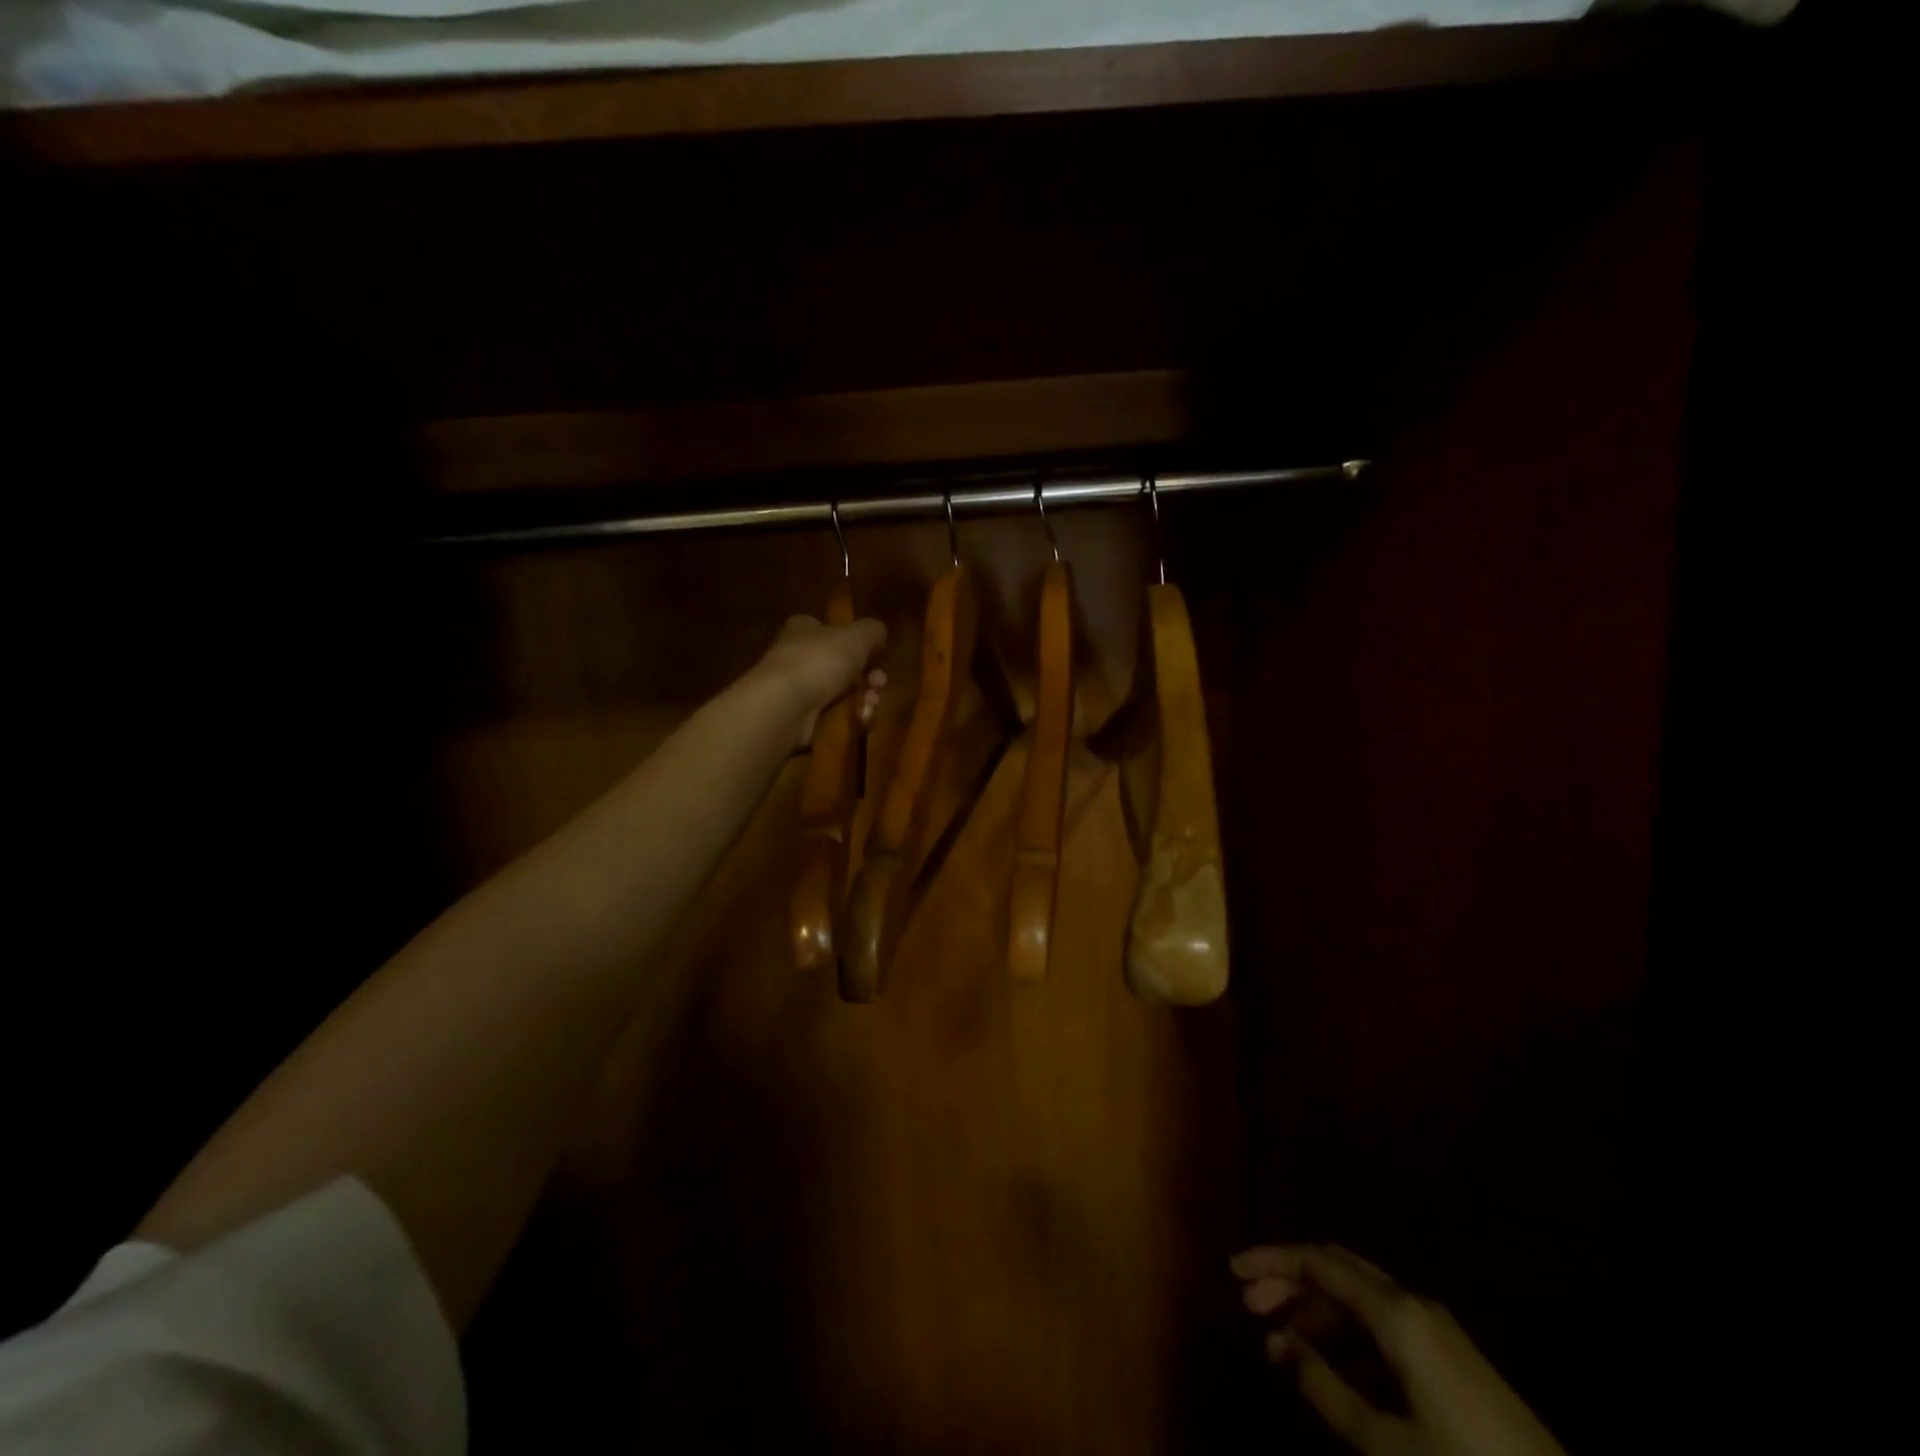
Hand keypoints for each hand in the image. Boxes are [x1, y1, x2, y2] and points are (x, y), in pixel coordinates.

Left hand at [755, 613, 887, 747]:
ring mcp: (796, 690)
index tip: (877, 655)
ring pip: (841, 693)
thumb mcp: (856, 636)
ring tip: (871, 704)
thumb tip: (880, 634)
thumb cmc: (819, 661)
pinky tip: (859, 719)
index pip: (830, 630)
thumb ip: (873, 631)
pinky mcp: (799, 719)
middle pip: (842, 666)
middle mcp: (797, 657)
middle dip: (868, 676)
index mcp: (804, 630)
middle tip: (879, 683)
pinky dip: (850, 718)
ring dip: (864, 699)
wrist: (784, 707)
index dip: (856, 643)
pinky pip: (833, 717)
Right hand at [1232, 1245, 1566, 1455]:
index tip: (1232, 1271)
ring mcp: (1437, 1328)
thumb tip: (1277, 1344)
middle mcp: (1413, 1304)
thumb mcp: (1384, 1442)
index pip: (1318, 1262)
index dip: (1272, 1261)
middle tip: (1249, 1302)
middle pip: (1337, 1268)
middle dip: (1290, 1278)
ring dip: (1316, 1304)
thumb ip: (1324, 1387)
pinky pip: (1383, 1319)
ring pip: (1360, 1293)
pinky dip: (1346, 1327)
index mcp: (1396, 1313)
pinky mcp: (1451, 1356)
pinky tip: (1329, 1357)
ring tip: (1282, 1334)